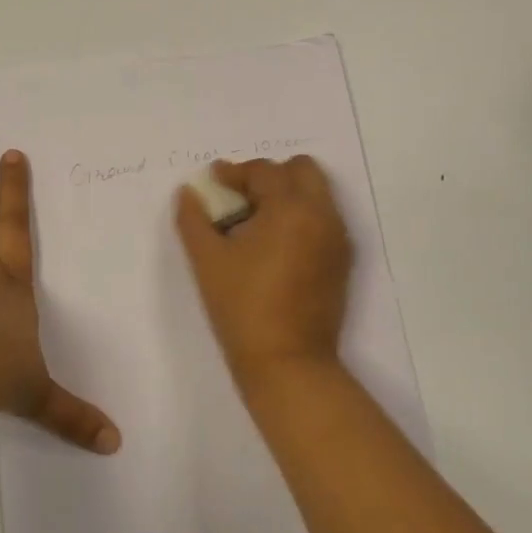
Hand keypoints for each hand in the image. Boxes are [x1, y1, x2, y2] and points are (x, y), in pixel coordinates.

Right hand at [174, 156, 352, 390]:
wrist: (287, 362)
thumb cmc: (242, 307)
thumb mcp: (207, 261)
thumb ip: (194, 219)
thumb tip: (189, 192)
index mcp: (291, 209)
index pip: (264, 172)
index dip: (235, 172)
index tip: (214, 180)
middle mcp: (322, 215)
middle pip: (302, 171)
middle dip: (270, 176)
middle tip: (240, 198)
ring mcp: (337, 239)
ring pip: (317, 194)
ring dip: (288, 195)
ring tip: (256, 223)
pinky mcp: (342, 261)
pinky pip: (324, 220)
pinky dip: (302, 217)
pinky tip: (274, 246)